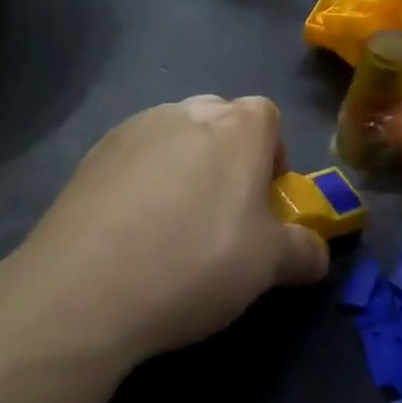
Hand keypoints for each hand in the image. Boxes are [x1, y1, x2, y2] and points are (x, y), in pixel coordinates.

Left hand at [1, 97, 329, 373]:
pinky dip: (141, 181)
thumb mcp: (269, 266)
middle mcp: (187, 112)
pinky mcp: (91, 155)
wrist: (84, 289)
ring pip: (174, 136)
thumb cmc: (196, 262)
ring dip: (183, 166)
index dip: (273, 155)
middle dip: (228, 156)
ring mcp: (134, 129)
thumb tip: (317, 252)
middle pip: (220, 120)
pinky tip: (130, 231)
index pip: (268, 116)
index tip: (264, 201)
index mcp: (237, 127)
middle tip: (222, 213)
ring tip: (170, 225)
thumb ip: (304, 251)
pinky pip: (133, 157)